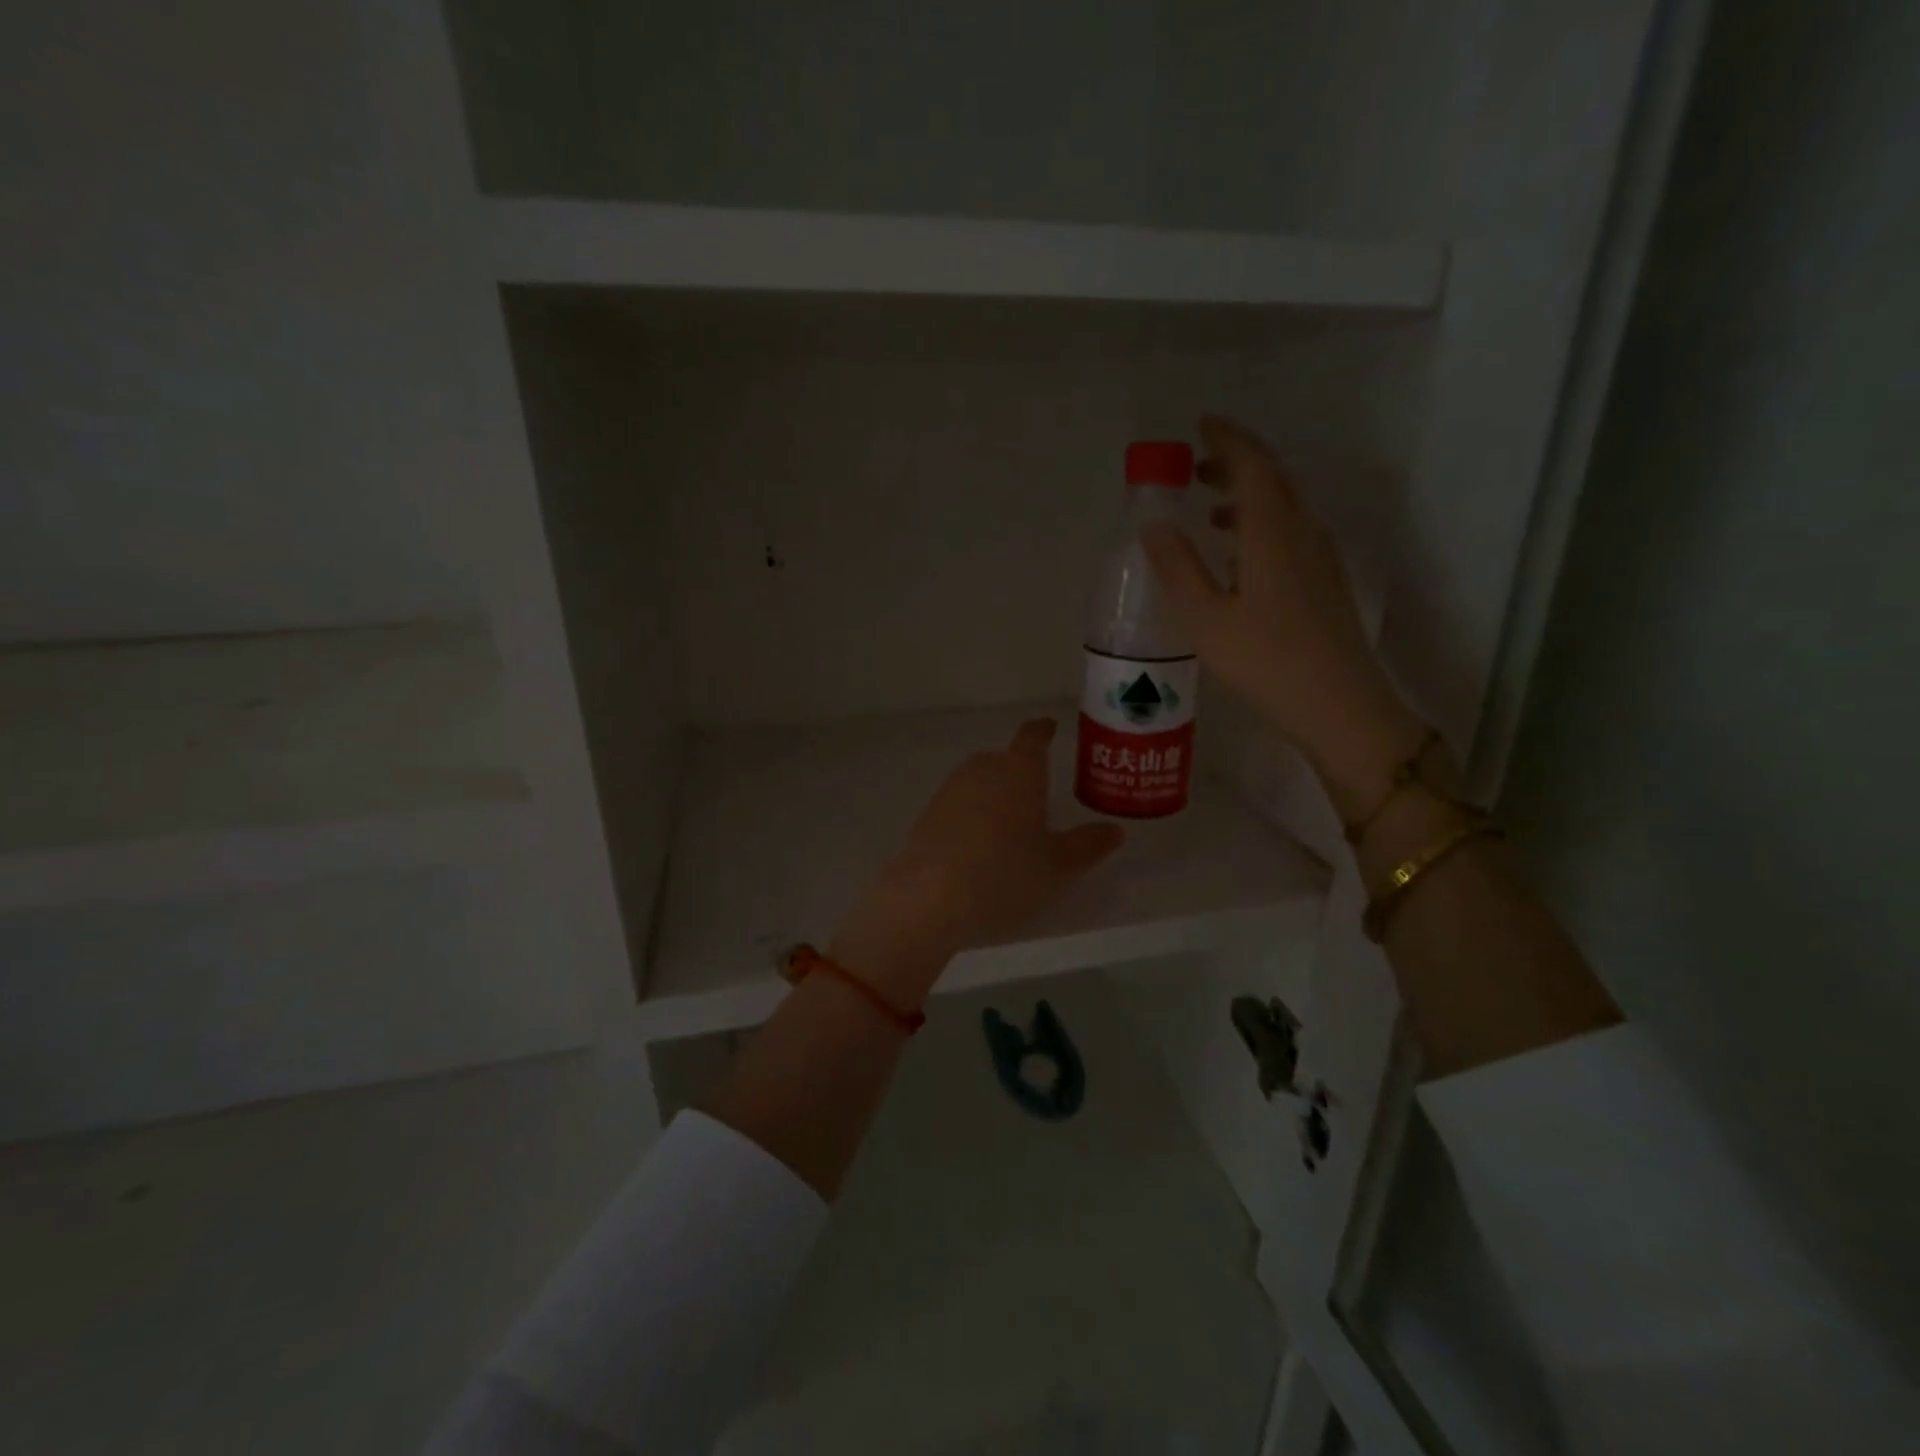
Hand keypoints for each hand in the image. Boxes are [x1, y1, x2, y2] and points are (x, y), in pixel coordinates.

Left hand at [830, 719, 1124, 1005]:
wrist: (928, 900)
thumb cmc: (1006, 876)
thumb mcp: (1059, 867)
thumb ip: (1088, 845)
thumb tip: (1115, 830)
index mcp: (1019, 771)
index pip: (1032, 738)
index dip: (1043, 731)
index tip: (1049, 728)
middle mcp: (982, 770)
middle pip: (1003, 760)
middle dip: (1020, 771)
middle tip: (1038, 794)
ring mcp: (949, 792)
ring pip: (978, 782)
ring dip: (993, 795)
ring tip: (1009, 826)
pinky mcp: (925, 817)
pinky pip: (957, 807)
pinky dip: (970, 817)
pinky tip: (977, 848)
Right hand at [1142, 415, 1422, 819]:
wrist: (1338, 705)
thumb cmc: (1264, 661)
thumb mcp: (1204, 619)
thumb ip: (1177, 568)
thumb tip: (1155, 525)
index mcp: (1272, 531)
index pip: (1253, 464)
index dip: (1227, 439)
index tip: (1200, 425)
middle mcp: (1303, 532)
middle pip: (1273, 479)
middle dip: (1235, 464)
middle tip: (1196, 467)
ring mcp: (1320, 557)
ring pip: (1284, 507)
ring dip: (1247, 496)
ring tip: (1210, 510)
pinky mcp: (1325, 582)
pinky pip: (1290, 532)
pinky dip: (1261, 525)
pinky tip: (1239, 556)